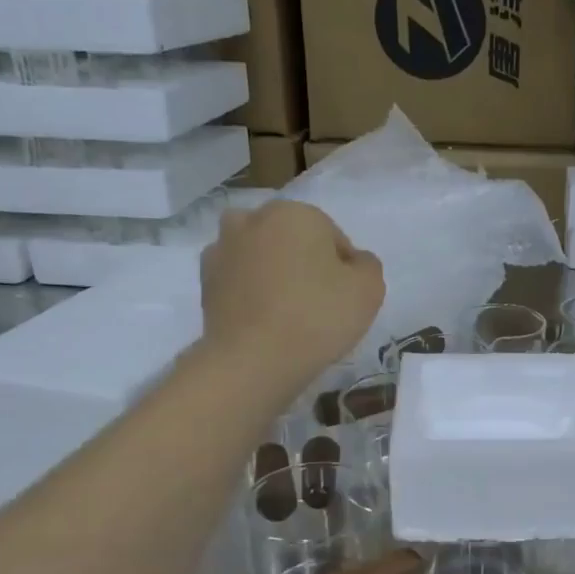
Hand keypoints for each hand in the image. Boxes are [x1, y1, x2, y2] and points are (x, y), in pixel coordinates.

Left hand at [201, 201, 384, 388]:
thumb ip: (368, 266)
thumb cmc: (318, 317)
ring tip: (287, 312)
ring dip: (274, 273)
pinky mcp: (205, 281)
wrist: (254, 360)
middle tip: (318, 304)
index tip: (345, 299)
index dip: (345, 269)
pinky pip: (239, 279)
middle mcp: (253, 219)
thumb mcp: (369, 290)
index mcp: (295, 213)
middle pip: (293, 240)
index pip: (333, 237)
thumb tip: (354, 261)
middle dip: (305, 263)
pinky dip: (251, 292)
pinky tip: (264, 320)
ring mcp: (222, 249)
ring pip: (261, 256)